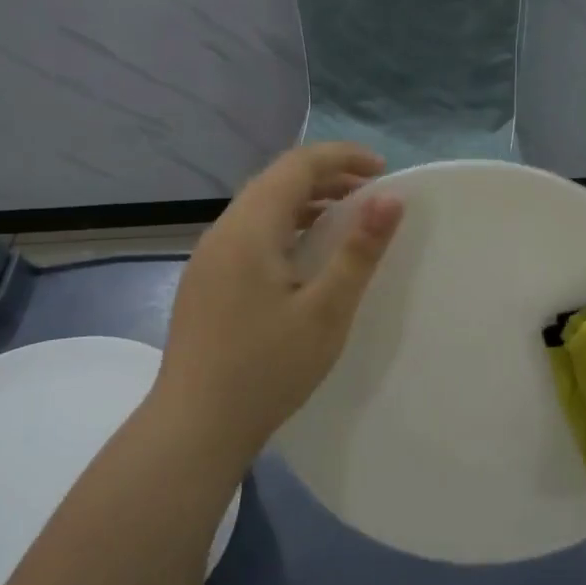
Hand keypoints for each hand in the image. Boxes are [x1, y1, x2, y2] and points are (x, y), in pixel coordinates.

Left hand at [153, 143, 402, 461]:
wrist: (195, 426)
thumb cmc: (266, 369)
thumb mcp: (325, 312)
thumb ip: (359, 251)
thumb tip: (390, 198)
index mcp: (249, 228)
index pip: (297, 164)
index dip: (343, 157)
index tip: (384, 172)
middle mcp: (222, 231)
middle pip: (277, 180)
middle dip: (327, 177)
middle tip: (371, 197)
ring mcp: (209, 257)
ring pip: (262, 207)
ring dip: (306, 203)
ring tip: (346, 222)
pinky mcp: (206, 281)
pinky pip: (250, 234)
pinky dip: (286, 228)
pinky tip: (306, 258)